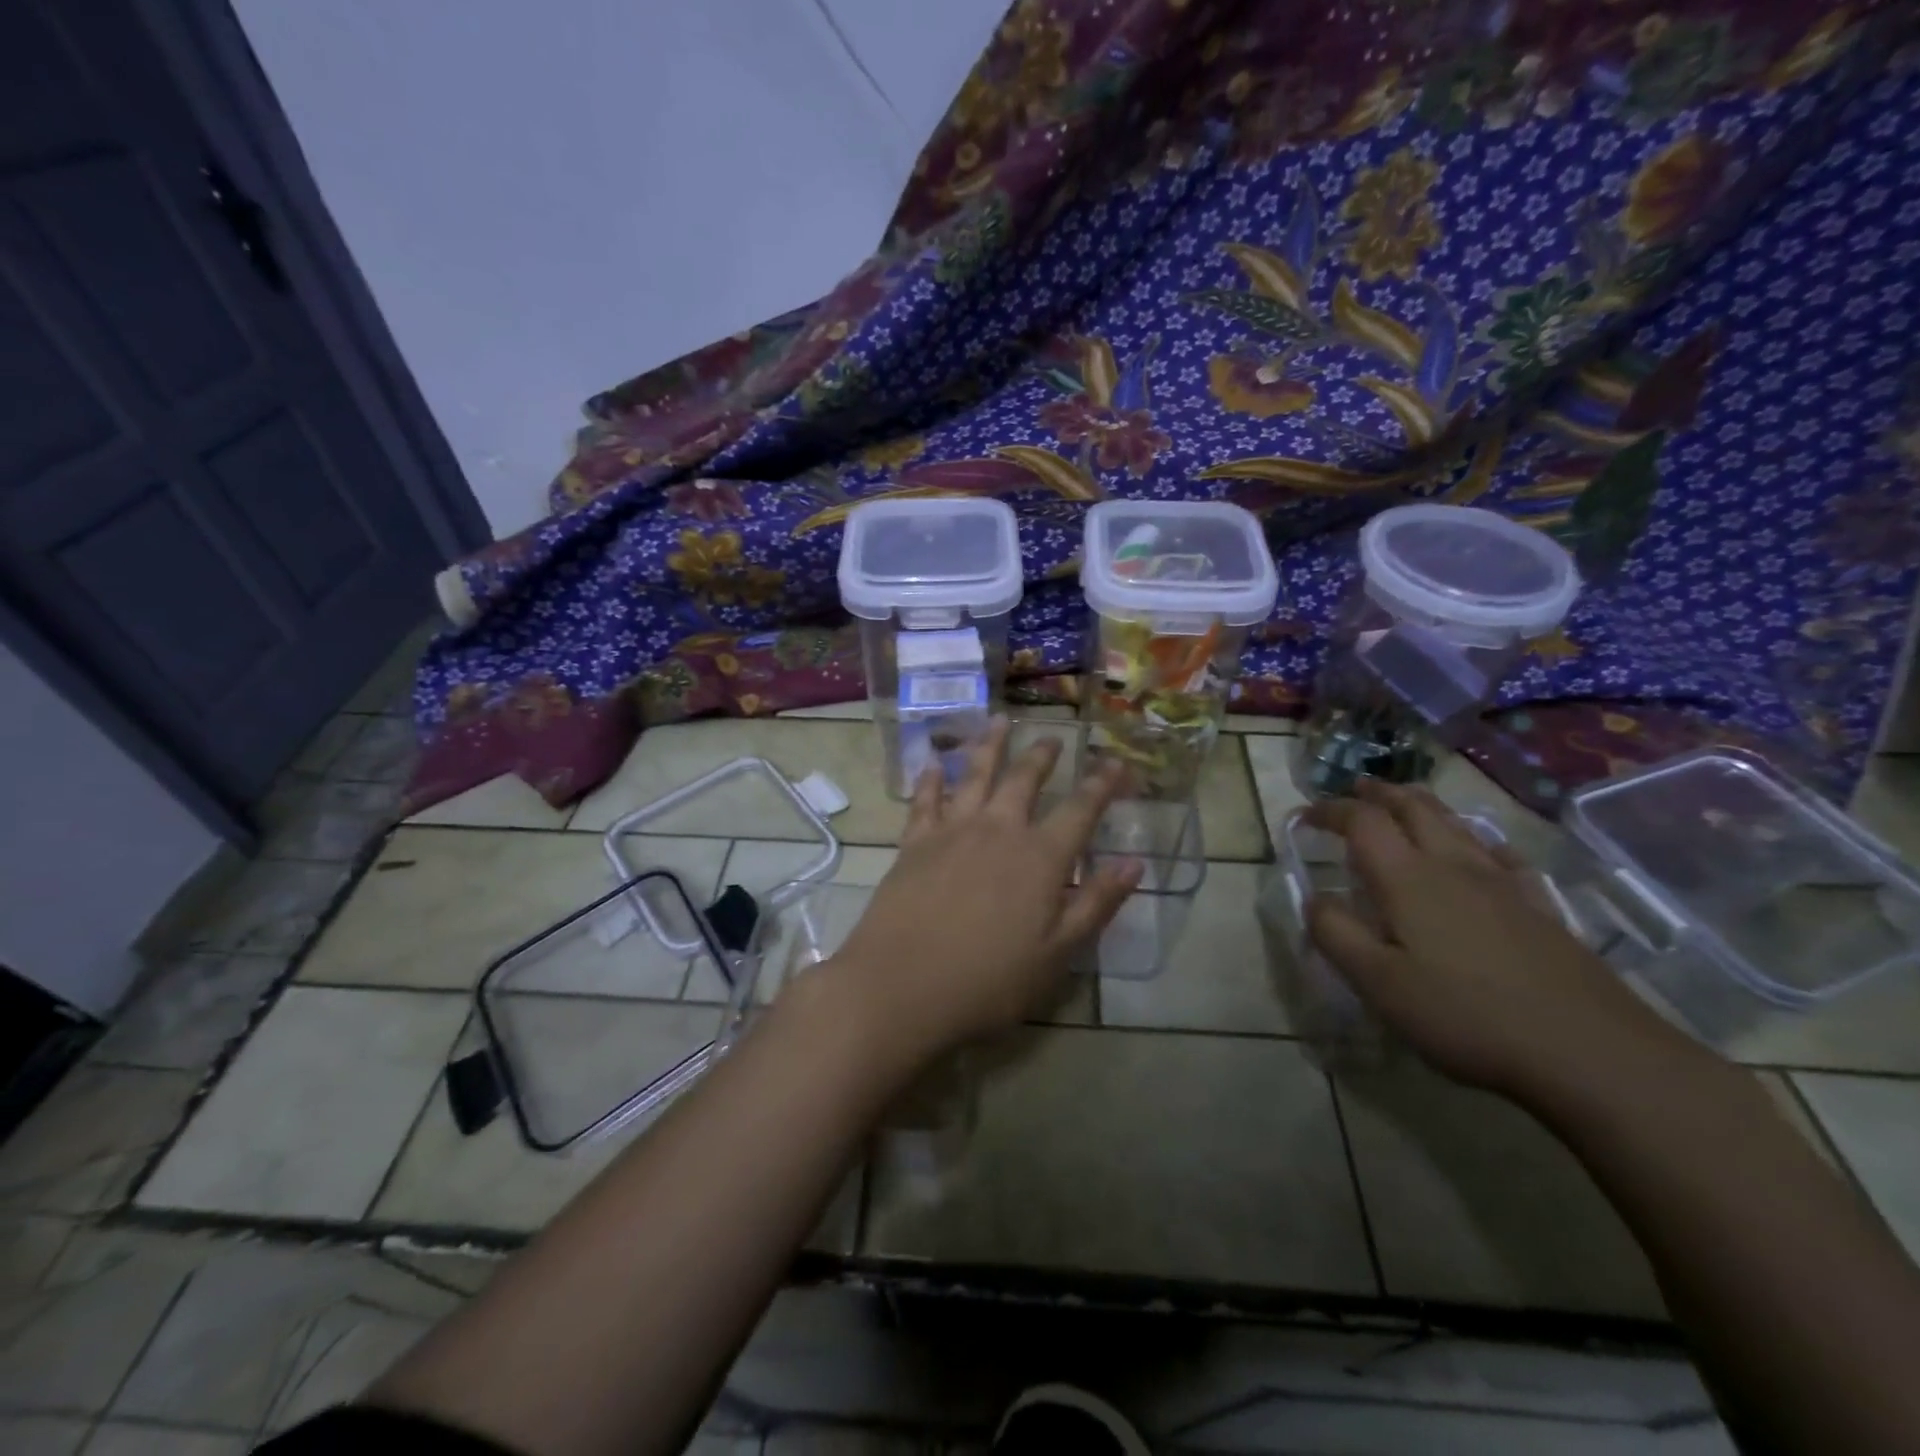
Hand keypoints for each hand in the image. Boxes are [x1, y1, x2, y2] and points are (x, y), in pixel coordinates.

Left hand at [826, 718, 1141, 1061]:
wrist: (901, 986)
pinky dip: (931, 779)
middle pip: (1024, 780)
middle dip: (1042, 756)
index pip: (1080, 809)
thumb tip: (1134, 863)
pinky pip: (925, 800)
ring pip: (974, 774)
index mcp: (1040, 857)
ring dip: (990, 746)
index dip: (1101, 784)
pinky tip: (933, 764)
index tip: (1116, 761)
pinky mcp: (914, 843)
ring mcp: (952, 831)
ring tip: (999, 721)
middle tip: (1053, 737)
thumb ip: (1096, 903)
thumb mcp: (1058, 953)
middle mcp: (998, 830)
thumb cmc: (989, 980)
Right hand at [1303, 781, 1682, 1099]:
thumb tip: (1313, 898)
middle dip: (1379, 793)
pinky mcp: (1540, 907)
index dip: (1330, 810)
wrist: (1591, 1052)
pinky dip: (1477, 839)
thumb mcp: (1378, 983)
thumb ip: (1336, 934)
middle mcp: (1453, 866)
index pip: (1362, 822)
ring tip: (1405, 802)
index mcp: (1407, 879)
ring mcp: (1503, 884)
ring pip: (1456, 824)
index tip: (1305, 815)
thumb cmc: (1466, 1015)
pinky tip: (1482, 851)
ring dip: (1422, 805)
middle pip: (1414, 808)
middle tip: (1356, 788)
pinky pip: (1502, 854)